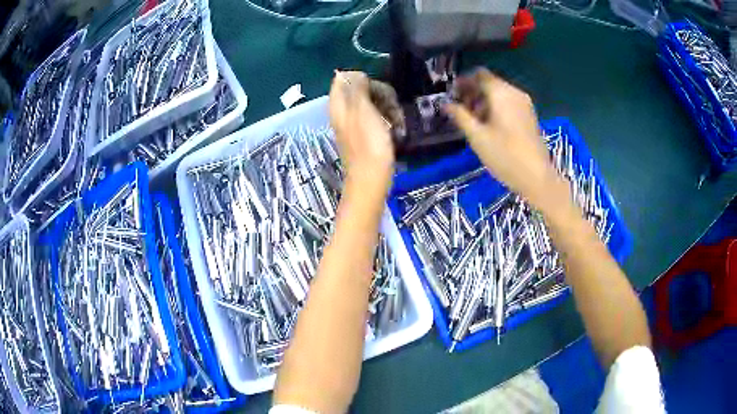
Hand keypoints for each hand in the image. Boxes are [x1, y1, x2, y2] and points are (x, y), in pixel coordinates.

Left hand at [329, 70, 394, 190]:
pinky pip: (375, 117)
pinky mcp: (365, 134)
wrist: (372, 179)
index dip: (362, 79)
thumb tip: (354, 74)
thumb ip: (357, 89)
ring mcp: (354, 123)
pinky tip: (396, 128)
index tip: (377, 89)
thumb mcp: (363, 110)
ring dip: (387, 107)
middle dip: (379, 93)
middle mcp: (343, 112)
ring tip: (396, 120)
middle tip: (391, 104)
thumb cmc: (368, 144)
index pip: (343, 79)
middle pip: (360, 89)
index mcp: (338, 104)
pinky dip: (386, 119)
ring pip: (371, 103)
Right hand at [446, 69, 569, 213]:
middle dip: (472, 92)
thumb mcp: (477, 136)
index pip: (479, 75)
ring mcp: (524, 103)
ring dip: (483, 101)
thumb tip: (446, 104)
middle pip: (489, 82)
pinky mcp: (529, 115)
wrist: (537, 176)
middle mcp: (514, 92)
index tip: (452, 95)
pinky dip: (496, 107)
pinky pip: (508, 102)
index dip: (463, 82)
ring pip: (499, 93)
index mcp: (501, 93)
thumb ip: (460, 116)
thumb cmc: (505, 156)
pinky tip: (489, 126)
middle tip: (460, 110)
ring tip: (473, 121)